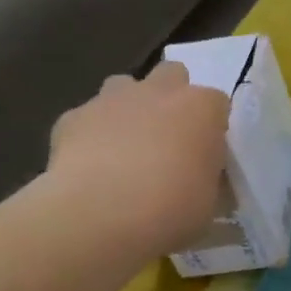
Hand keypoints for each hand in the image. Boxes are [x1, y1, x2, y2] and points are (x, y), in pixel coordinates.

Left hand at [46, 61, 230, 255]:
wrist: (100, 215)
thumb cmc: (172, 209)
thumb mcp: (209, 203)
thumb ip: (208, 180)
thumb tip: (202, 182)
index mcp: (201, 108)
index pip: (217, 103)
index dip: (211, 127)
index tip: (206, 154)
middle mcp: (159, 91)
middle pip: (172, 75)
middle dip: (170, 98)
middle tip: (167, 138)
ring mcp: (112, 99)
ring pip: (123, 86)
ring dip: (128, 108)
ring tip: (126, 147)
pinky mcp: (72, 117)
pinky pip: (86, 118)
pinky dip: (90, 135)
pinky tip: (89, 167)